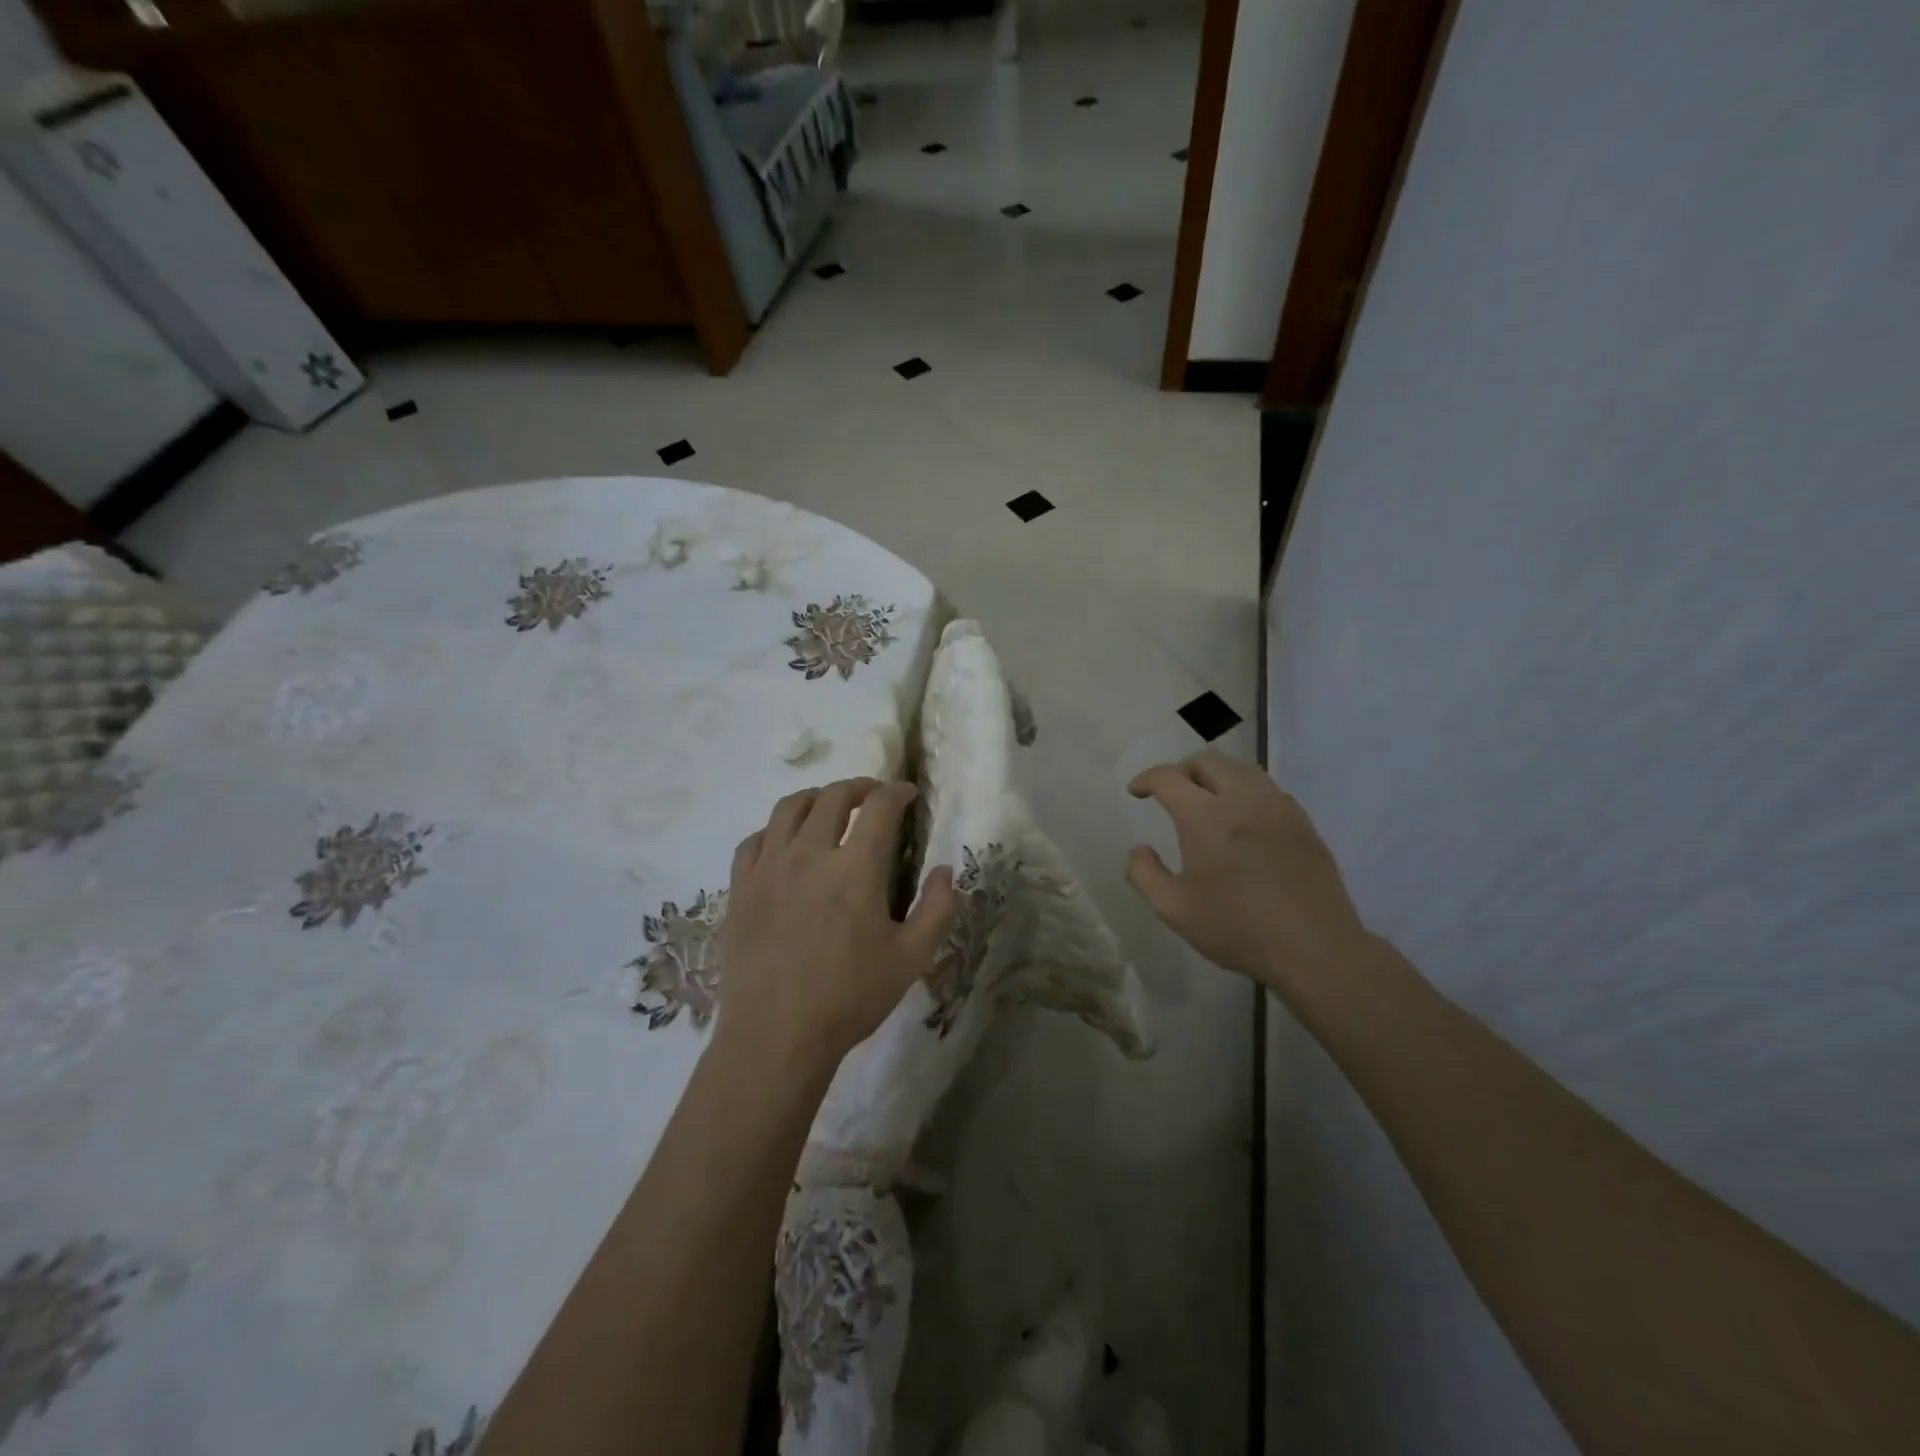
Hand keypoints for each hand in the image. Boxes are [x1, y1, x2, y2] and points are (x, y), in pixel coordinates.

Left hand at [716, 778, 957, 1080]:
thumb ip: (937, 909)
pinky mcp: (740, 887)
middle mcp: (809, 854)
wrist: (775, 1037)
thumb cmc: (849, 998)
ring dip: (815, 798)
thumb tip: (945, 870)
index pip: (878, 807)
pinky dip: (775, 830)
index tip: (907, 794)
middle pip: (832, 796)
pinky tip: (785, 844)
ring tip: (829, 808)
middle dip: (859, 787)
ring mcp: (768, 868)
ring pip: (788, 807)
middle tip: (873, 796)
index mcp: (855, 868)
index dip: (896, 792)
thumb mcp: (912, 959)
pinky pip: (754, 839)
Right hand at [1127, 751, 1368, 995]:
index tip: (1136, 791)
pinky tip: (1244, 819)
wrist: (1314, 949)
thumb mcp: (1174, 910)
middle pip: (1207, 761)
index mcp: (1205, 817)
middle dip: (1181, 770)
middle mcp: (1242, 799)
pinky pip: (1268, 789)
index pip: (1169, 777)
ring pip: (1242, 769)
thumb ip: (1145, 875)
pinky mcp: (1303, 822)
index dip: (1146, 779)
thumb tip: (1139, 850)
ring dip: (1216, 775)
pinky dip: (1246, 791)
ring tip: (1207, 799)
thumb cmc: (1237, 929)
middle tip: (1171, 792)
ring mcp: (1278, 807)